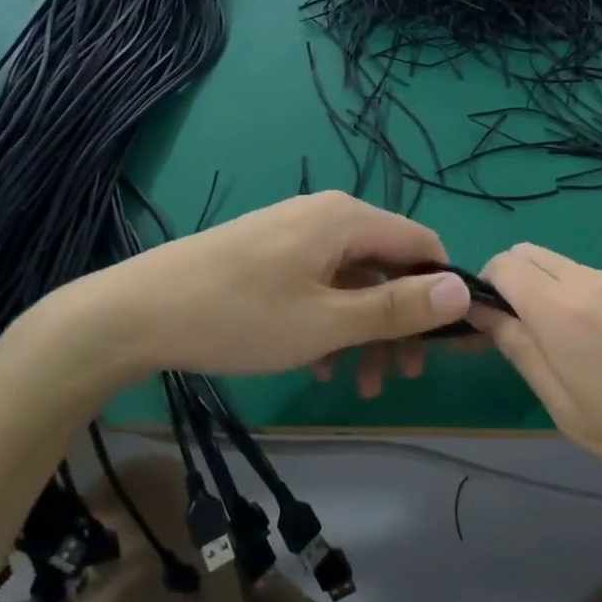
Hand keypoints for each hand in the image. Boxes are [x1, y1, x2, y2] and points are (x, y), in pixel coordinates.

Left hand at [36, 193, 471, 394]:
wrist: (136, 312)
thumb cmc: (241, 316)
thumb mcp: (328, 321)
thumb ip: (398, 307)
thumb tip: (465, 290)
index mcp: (348, 220)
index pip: (423, 244)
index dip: (442, 292)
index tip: (443, 345)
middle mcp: (328, 216)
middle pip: (388, 266)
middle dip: (400, 323)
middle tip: (398, 378)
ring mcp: (296, 233)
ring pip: (354, 281)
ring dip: (365, 331)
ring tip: (357, 384)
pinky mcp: (271, 253)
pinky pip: (321, 284)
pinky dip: (331, 322)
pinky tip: (316, 364)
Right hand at [473, 243, 601, 530]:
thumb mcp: (571, 412)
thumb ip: (523, 351)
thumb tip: (486, 315)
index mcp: (566, 309)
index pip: (504, 263)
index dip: (485, 290)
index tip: (487, 330)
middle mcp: (597, 280)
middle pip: (533, 255)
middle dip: (514, 286)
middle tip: (522, 339)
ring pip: (570, 269)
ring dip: (552, 295)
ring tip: (575, 355)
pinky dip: (589, 302)